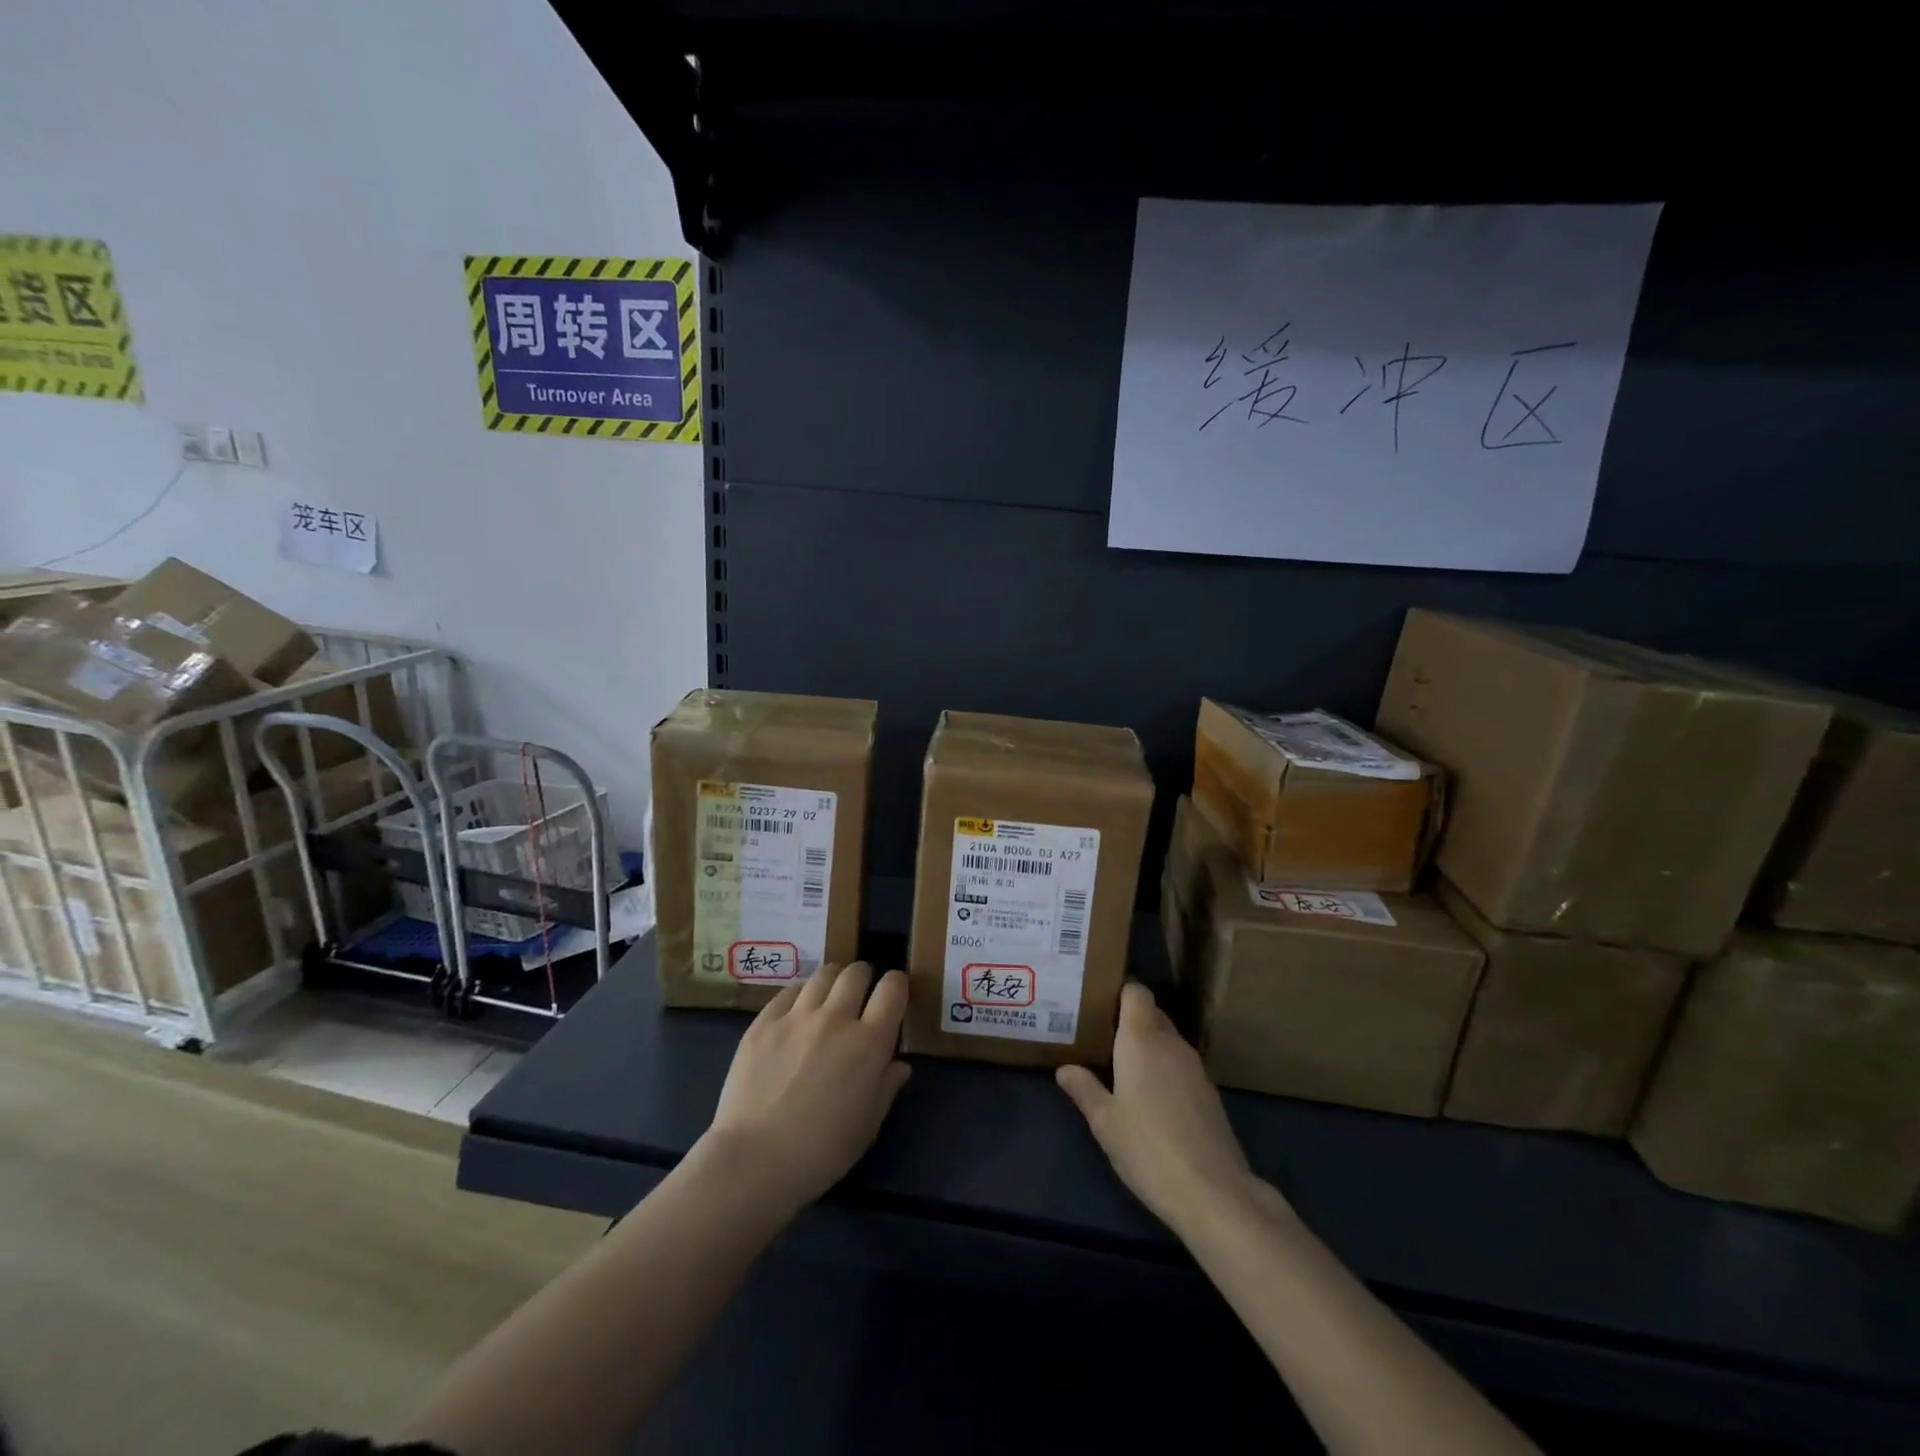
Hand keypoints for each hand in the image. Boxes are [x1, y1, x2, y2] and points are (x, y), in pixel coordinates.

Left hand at [700, 962, 911, 1214]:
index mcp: (869, 1042)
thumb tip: (898, 1064)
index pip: (893, 988)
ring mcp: (797, 1016)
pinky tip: (797, 1012)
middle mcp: (836, 1018)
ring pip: (823, 974)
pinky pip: (789, 991)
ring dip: (833, 981)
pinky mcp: (764, 1021)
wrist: (754, 1160)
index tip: (893, 995)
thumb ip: (886, 1087)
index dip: (897, 985)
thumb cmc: (821, 1152)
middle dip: (864, 978)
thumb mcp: (868, 1125)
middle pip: (856, 972)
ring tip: (829, 998)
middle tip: (860, 996)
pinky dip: (800, 995)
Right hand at [1057, 982, 1263, 1233]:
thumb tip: (1065, 1068)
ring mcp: (1195, 1067)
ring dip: (1147, 1045)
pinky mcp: (1208, 1091)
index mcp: (1142, 1039)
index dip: (1119, 991)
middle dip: (1128, 1019)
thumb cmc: (1147, 1149)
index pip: (1136, 992)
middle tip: (1100, 1034)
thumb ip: (1084, 1089)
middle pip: (1151, 1013)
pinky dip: (1164, 1067)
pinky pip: (1180, 1063)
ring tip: (1120, 1064)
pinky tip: (1150, 1095)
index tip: (1098, 1002)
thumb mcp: (1104, 1122)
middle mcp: (1171, 1043)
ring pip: (1167, 1039)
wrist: (1213, 1192)